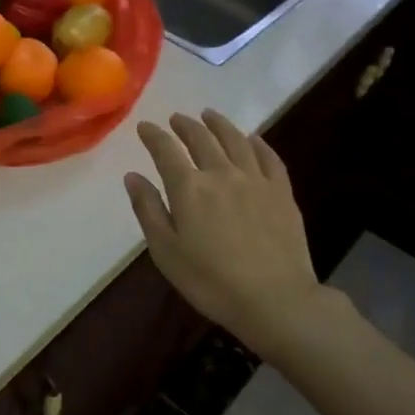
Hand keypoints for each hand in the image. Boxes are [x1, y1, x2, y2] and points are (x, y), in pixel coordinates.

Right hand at [125, 110, 323, 354]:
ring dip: (219, 124)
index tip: (145, 127)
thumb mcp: (166, 251)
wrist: (275, 299)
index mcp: (189, 188)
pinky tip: (252, 139)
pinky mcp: (281, 192)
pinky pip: (269, 157)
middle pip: (201, 139)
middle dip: (185, 125)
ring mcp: (256, 180)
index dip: (153, 135)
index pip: (166, 150)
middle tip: (176, 119)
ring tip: (209, 115)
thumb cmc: (210, 281)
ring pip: (235, 140)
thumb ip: (149, 210)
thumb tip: (133, 176)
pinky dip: (257, 143)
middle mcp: (221, 173)